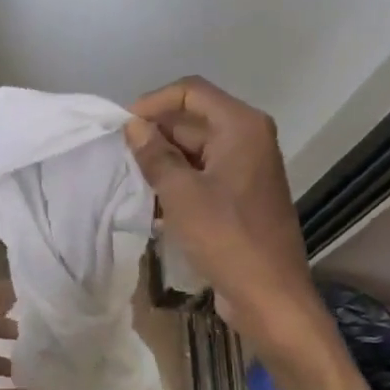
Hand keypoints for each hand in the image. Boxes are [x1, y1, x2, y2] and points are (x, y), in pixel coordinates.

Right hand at [126, 78, 370, 389]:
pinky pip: (202, 176)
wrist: (270, 297)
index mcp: (241, 127)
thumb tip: (133, 127)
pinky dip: (177, 184)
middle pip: (191, 121)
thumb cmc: (227, 238)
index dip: (152, 104)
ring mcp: (245, 169)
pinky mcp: (239, 196)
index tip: (122, 129)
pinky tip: (151, 207)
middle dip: (154, 137)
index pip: (190, 92)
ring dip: (162, 164)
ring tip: (130, 184)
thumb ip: (155, 155)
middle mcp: (247, 139)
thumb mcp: (181, 194)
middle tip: (119, 160)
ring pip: (193, 151)